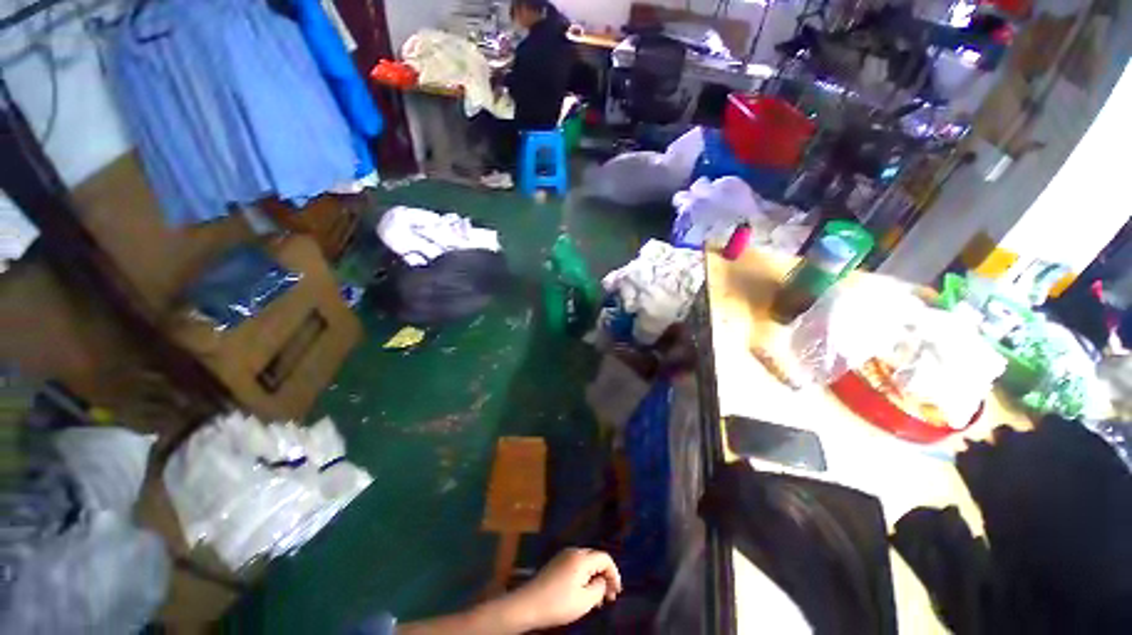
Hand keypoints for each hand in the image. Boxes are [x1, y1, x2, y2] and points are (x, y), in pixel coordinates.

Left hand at [504, 548, 621, 629]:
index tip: (617, 592)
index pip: (605, 558)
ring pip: (587, 562)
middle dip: (605, 576)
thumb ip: (599, 588)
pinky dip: (585, 577)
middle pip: (596, 558)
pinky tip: (584, 592)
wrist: (529, 604)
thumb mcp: (584, 601)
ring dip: (595, 577)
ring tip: (598, 599)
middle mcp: (574, 551)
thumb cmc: (558, 603)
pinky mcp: (557, 563)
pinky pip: (577, 565)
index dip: (614, 573)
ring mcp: (564, 556)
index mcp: (581, 558)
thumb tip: (603, 580)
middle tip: (609, 597)